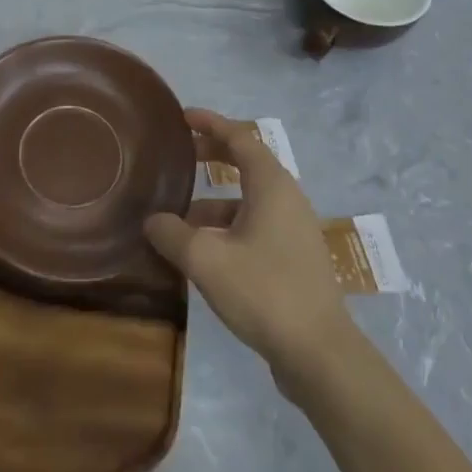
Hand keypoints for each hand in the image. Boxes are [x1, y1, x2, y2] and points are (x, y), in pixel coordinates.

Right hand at [145, 109, 350, 383]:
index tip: (183, 116)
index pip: (239, 137)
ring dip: (215, 199)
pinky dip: (228, 225)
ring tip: (179, 215)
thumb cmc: (264, 292)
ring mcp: (294, 229)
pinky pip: (256, 224)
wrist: (320, 354)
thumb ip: (173, 234)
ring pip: (249, 198)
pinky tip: (204, 251)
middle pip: (247, 163)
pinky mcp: (294, 257)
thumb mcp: (207, 260)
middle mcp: (286, 198)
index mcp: (271, 185)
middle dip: (213, 155)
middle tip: (180, 154)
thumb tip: (152, 220)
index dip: (210, 123)